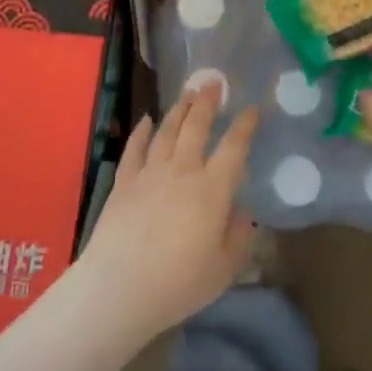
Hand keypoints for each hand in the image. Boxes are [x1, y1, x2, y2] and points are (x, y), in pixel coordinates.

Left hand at [78, 84, 260, 340]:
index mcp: (213, 189)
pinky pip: (134, 149)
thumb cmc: (179, 283)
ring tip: (187, 94)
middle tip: (213, 83)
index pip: (234, 148)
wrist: (119, 287)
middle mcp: (183, 171)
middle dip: (207, 102)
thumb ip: (239, 236)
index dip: (244, 126)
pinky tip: (146, 120)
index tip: (252, 109)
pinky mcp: (123, 182)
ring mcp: (150, 173)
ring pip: (166, 131)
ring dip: (178, 110)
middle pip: (196, 127)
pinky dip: (141, 132)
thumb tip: (243, 211)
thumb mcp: (223, 268)